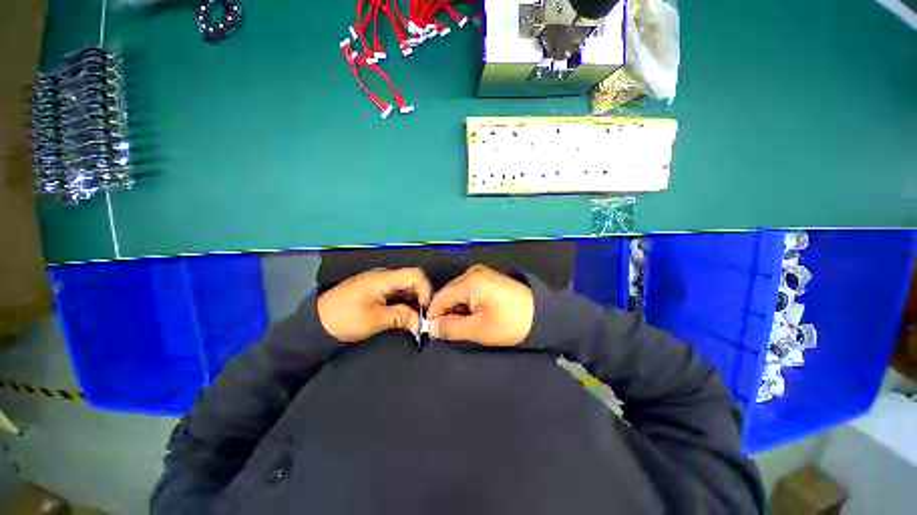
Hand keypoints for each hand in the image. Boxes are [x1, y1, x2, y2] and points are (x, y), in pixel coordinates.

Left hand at [317, 268, 431, 342]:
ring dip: (414, 300)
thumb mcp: (373, 320)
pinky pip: (398, 290)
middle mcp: (384, 275)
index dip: (426, 290)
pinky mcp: (377, 288)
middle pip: (413, 279)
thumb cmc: (343, 319)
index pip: (415, 275)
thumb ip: (401, 317)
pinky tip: (405, 314)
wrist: (315, 322)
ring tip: (415, 318)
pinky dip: (405, 301)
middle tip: (423, 317)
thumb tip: (422, 324)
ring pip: (406, 285)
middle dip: (422, 297)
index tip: (426, 311)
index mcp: (383, 278)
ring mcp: (380, 281)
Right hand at [427, 264, 533, 346]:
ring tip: (466, 324)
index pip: (440, 297)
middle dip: (446, 312)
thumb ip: (451, 327)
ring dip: (457, 308)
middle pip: (448, 293)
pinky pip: (468, 290)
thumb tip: (431, 327)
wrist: (541, 314)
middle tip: (451, 331)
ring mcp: (481, 273)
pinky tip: (474, 314)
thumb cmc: (510, 323)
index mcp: (470, 281)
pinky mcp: (487, 278)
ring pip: (457, 292)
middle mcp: (472, 272)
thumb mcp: (478, 329)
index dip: (433, 315)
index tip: (433, 332)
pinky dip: (466, 303)